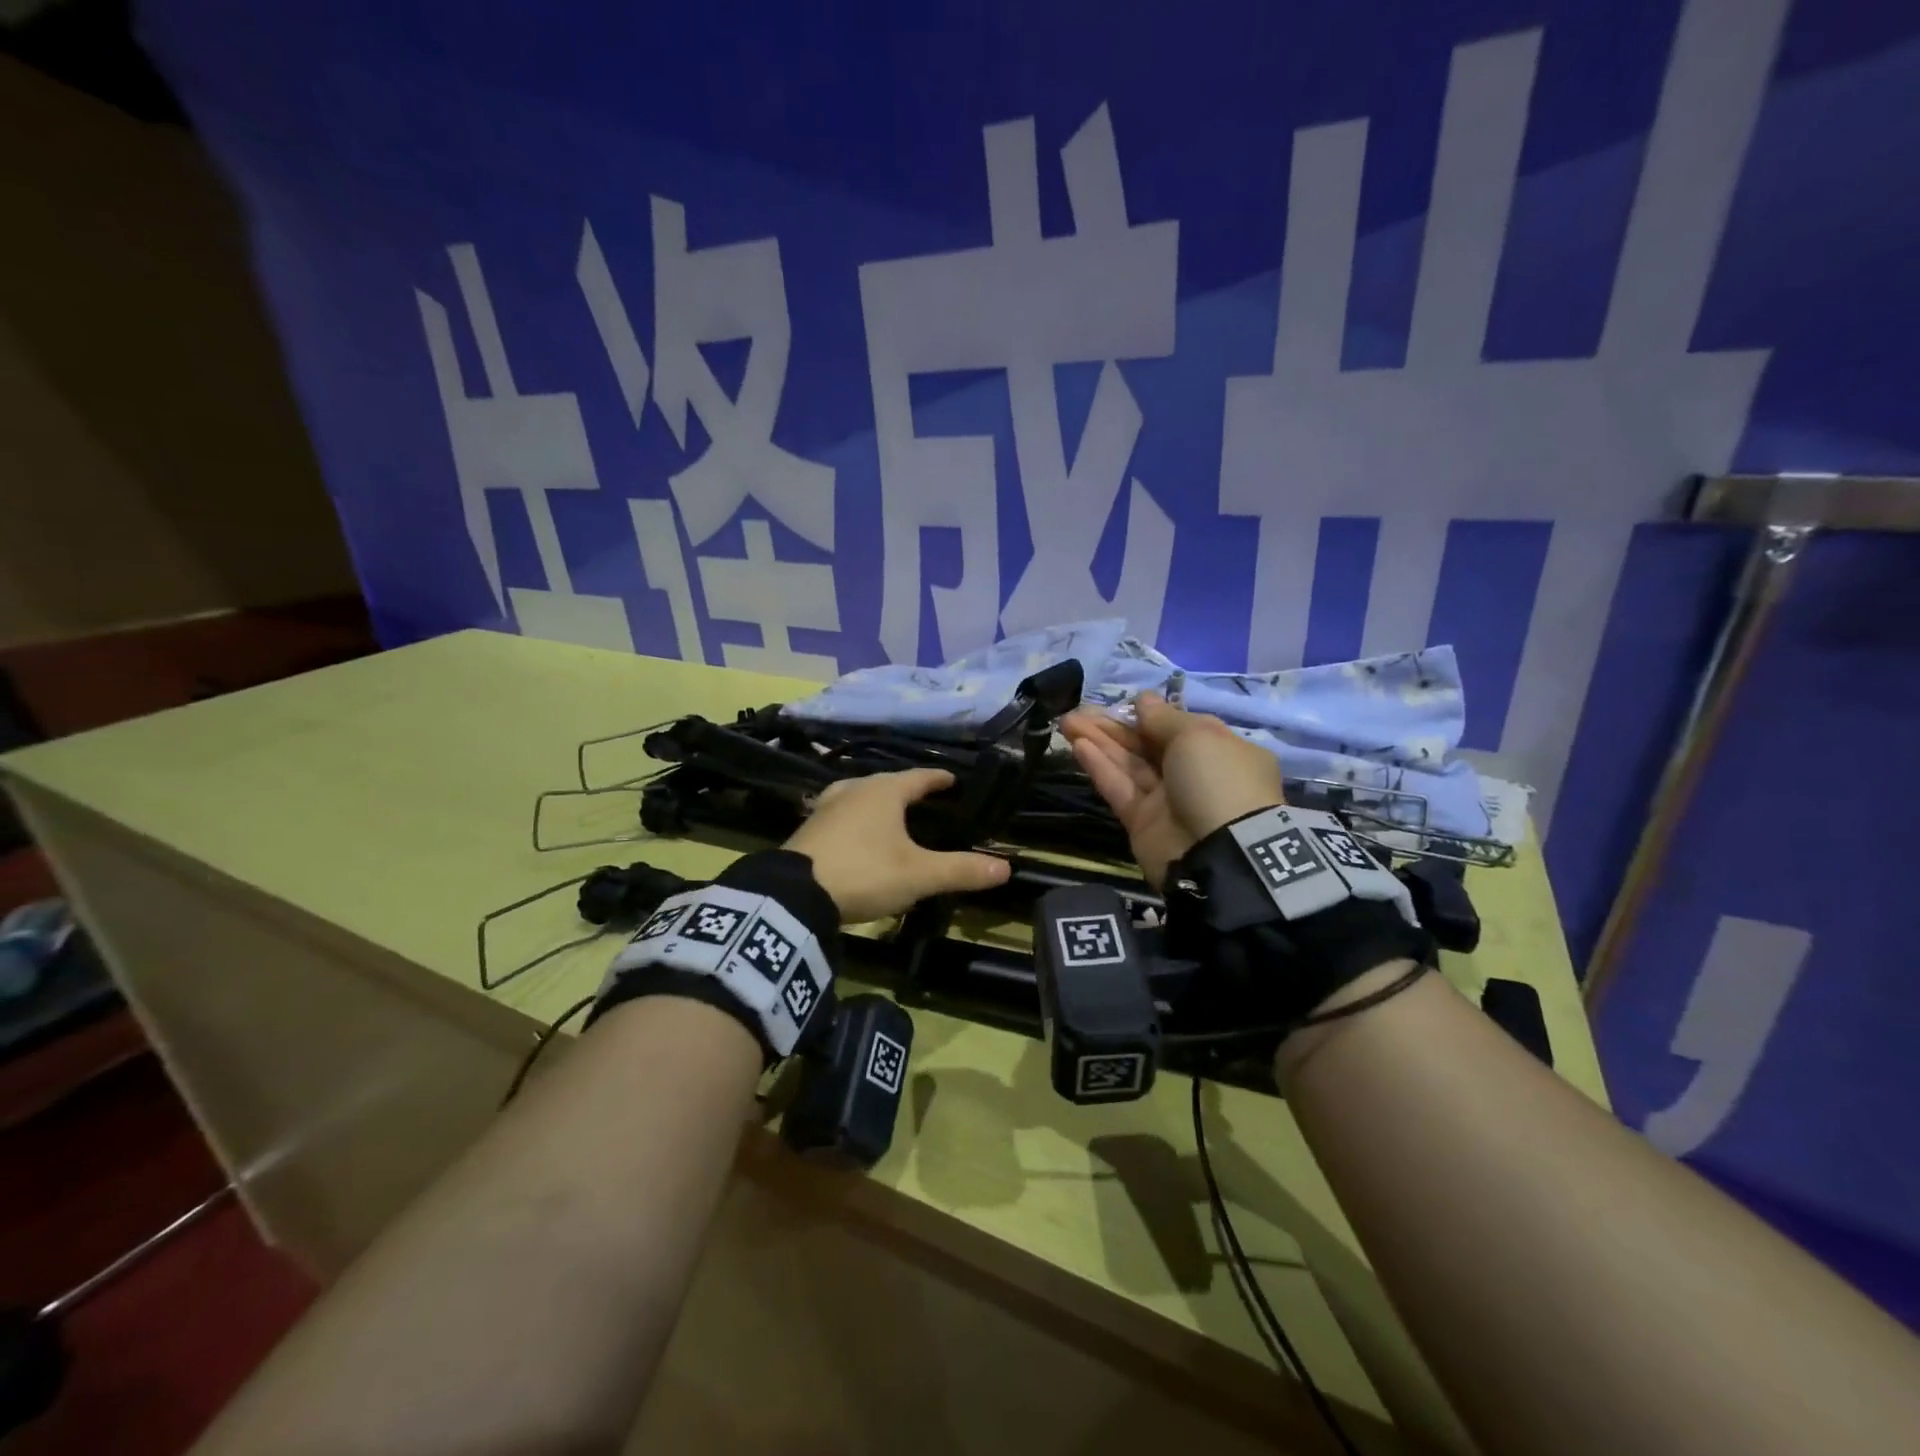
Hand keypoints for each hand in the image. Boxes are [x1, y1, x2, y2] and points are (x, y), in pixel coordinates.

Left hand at [784, 768, 1011, 922]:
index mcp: (885, 792)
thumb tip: (1005, 868)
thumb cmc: (865, 872)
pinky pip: (842, 814)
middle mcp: (855, 789)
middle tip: (926, 800)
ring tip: (892, 816)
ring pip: (861, 796)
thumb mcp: (918, 875)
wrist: (793, 894)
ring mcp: (827, 807)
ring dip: (879, 803)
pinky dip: (857, 820)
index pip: (920, 777)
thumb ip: (960, 870)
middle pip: (888, 783)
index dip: (938, 779)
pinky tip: (858, 835)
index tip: (952, 780)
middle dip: (908, 790)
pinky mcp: (808, 828)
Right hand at [1060, 692, 1285, 886]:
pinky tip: (1078, 745)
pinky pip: (1119, 787)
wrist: (1219, 852)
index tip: (1124, 702)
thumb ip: (1163, 717)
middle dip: (1114, 726)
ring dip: (1099, 741)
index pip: (1178, 727)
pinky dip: (1100, 766)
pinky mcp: (1142, 821)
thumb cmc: (1216, 779)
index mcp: (1218, 750)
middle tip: (1079, 710)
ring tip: (1067, 721)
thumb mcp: (1196, 735)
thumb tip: (1143, 699)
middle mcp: (1193, 774)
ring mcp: (1166, 800)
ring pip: (1128, 764)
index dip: (1150, 714)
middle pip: (1147, 745)